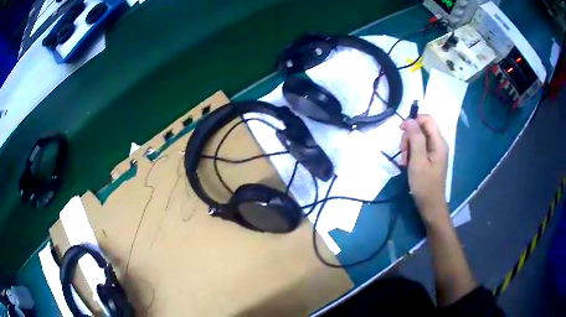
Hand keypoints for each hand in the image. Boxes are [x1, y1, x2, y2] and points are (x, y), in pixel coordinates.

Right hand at [400, 115, 448, 223]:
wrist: (430, 205)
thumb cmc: (424, 184)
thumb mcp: (418, 160)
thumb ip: (415, 138)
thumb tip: (410, 120)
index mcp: (439, 142)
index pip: (427, 119)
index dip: (413, 120)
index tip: (401, 130)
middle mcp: (438, 144)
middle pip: (422, 128)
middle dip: (409, 137)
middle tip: (403, 152)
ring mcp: (435, 152)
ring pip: (419, 138)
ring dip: (409, 146)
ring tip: (405, 161)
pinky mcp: (431, 159)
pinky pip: (419, 148)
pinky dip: (411, 153)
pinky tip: (408, 164)